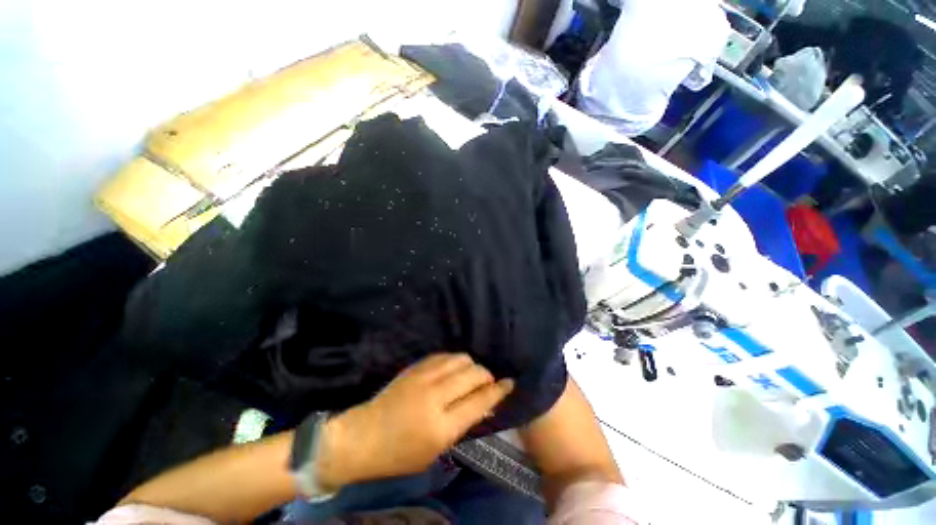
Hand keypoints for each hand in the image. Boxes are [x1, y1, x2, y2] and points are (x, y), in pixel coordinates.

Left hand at [315, 353, 513, 490]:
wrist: (364, 435)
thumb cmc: (401, 453)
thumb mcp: (436, 449)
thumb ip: (463, 424)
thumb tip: (484, 404)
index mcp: (441, 426)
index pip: (479, 401)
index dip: (498, 390)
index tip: (510, 383)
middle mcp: (434, 396)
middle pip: (473, 374)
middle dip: (486, 375)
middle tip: (487, 382)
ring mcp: (423, 377)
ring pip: (460, 359)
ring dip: (471, 365)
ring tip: (471, 374)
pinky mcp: (415, 367)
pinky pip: (444, 355)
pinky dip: (455, 361)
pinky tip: (454, 368)